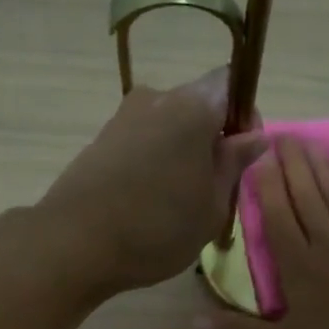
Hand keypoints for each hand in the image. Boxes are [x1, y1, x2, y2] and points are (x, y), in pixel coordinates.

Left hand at [34, 68, 265, 293]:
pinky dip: (153, 163)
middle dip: (212, 139)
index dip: (243, 115)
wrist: (74, 244)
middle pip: (198, 104)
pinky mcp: (100, 141)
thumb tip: (253, 135)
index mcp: (193, 106)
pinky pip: (142, 142)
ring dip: (181, 153)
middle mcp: (156, 98)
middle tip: (214, 189)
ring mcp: (123, 118)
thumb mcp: (212, 206)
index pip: (231, 84)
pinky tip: (148, 202)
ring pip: (168, 125)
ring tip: (179, 202)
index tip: (241, 156)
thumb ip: (234, 164)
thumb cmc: (157, 228)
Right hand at [197, 135, 328, 328]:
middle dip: (292, 163)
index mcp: (297, 262)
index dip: (267, 184)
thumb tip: (194, 322)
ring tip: (310, 142)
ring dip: (321, 168)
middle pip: (306, 194)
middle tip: (282, 133)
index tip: (258, 155)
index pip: (277, 214)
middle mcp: (325, 240)